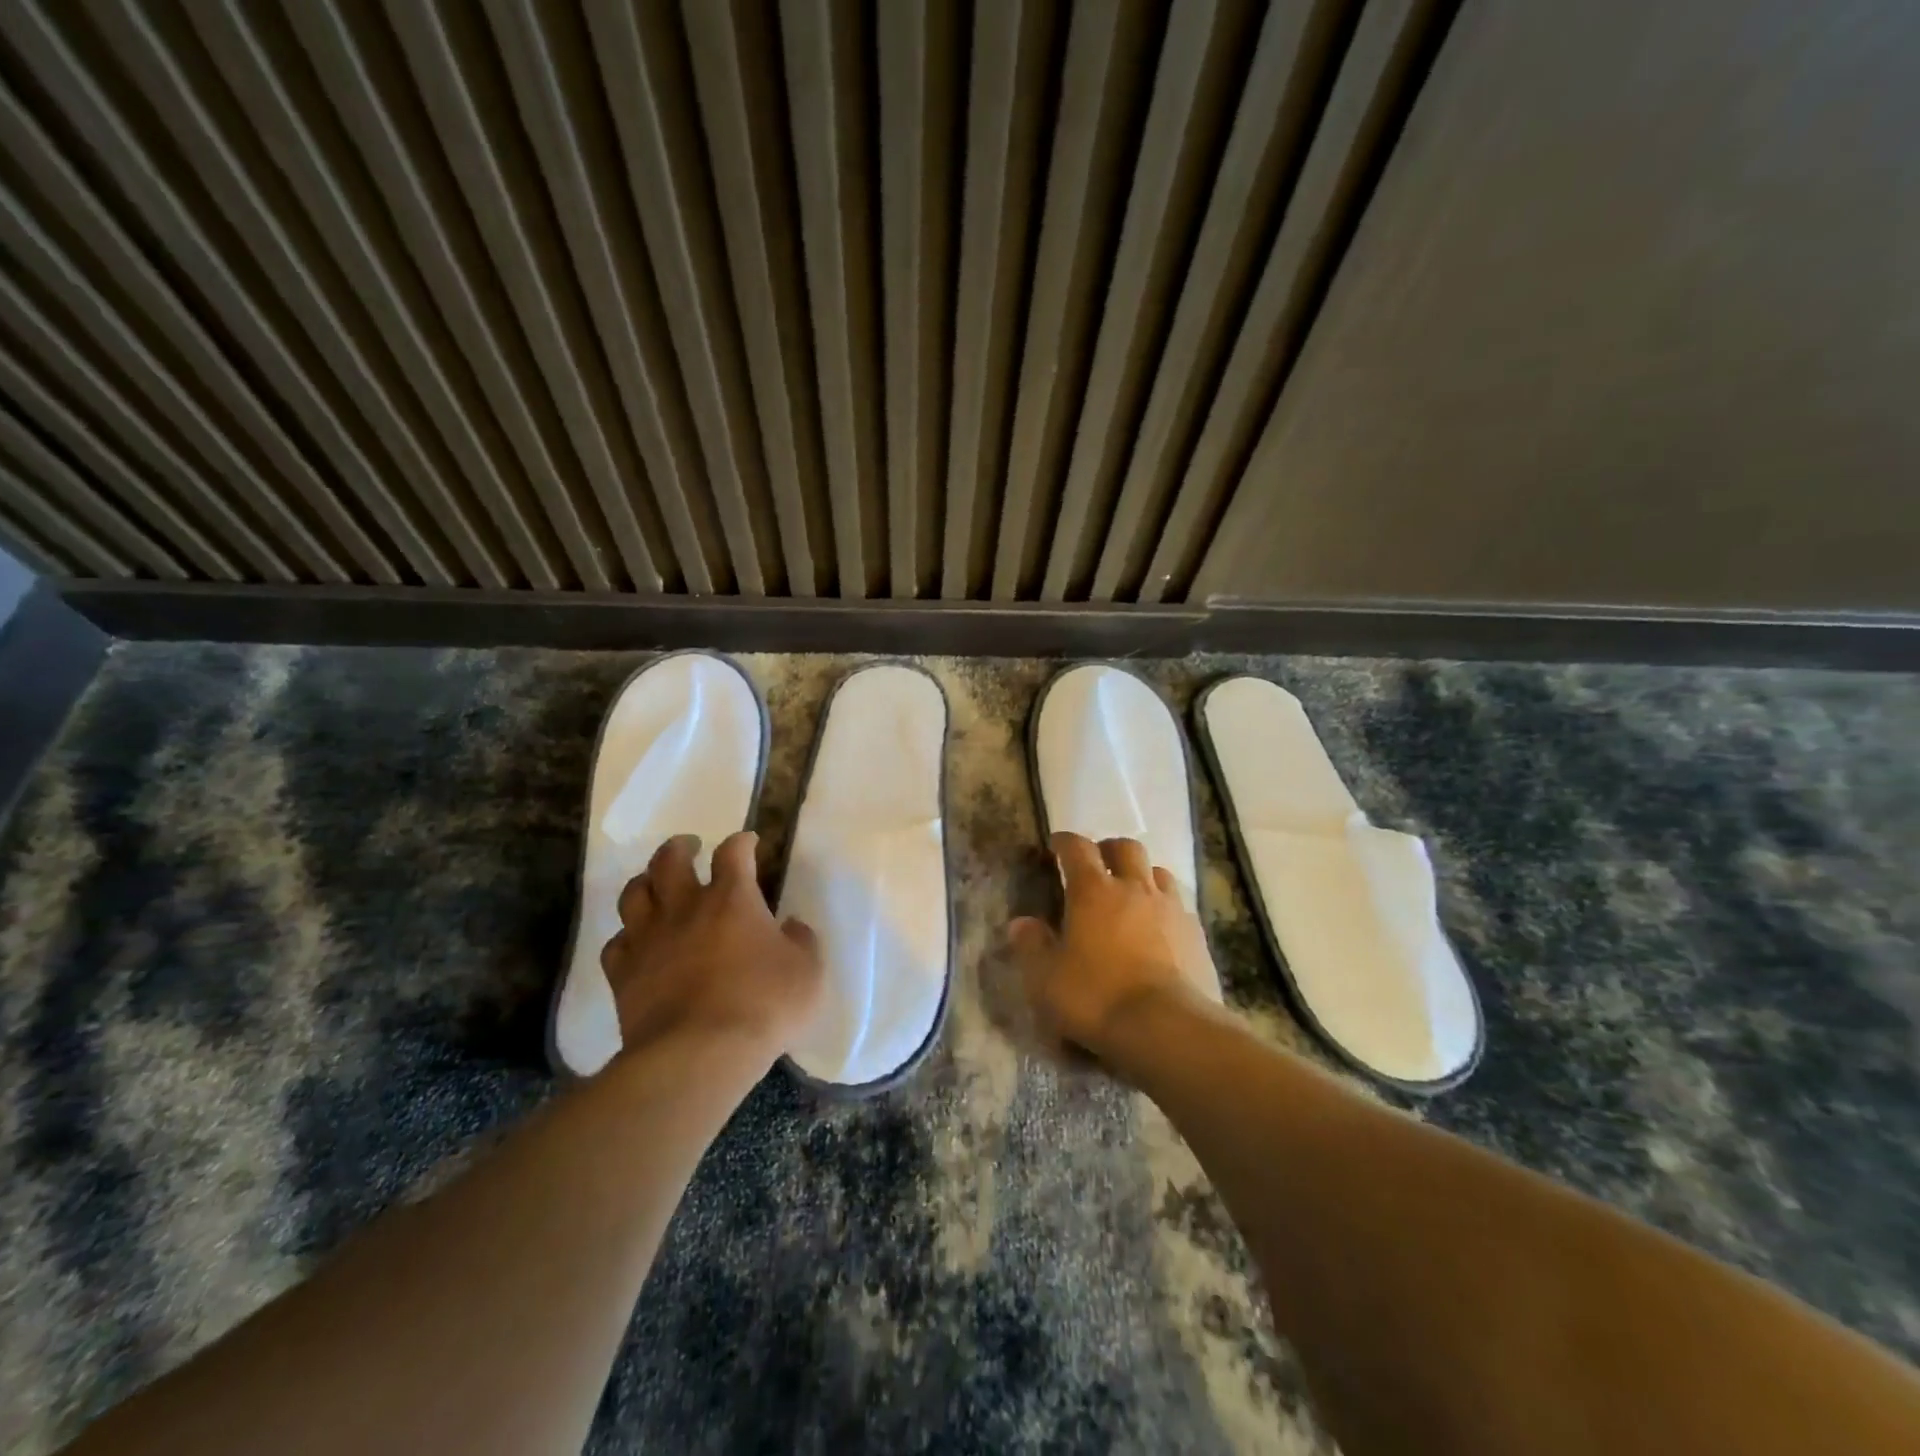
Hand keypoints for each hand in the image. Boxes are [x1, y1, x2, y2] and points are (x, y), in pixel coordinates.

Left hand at [601, 831, 823, 1062]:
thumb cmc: (763, 1006)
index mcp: (732, 899)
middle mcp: (685, 908)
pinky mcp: (624, 975)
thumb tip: (792, 926)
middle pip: (670, 860)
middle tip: (689, 847)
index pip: (733, 852)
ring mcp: (649, 940)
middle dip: (680, 847)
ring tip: (655, 884)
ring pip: (634, 894)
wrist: (698, 1055)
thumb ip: (802, 942)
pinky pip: (616, 944)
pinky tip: (636, 942)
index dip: (742, 842)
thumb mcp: (808, 972)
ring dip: (645, 882)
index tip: (749, 843)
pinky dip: (626, 937)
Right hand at [1008, 832, 1219, 1062]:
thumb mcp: (1046, 979)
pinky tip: (1160, 928)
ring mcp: (1170, 908)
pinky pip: (1179, 905)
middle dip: (1108, 850)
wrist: (1168, 1028)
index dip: (1065, 842)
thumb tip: (1021, 923)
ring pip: (1157, 872)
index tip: (1056, 845)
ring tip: (1132, 893)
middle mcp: (1134, 888)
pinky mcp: (1196, 933)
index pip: (1077, 848)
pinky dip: (1165, 907)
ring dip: (1142, 874)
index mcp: (1093, 891)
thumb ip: (1031, 946)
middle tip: (1097, 865)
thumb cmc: (1097, 997)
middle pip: (1125, 848)